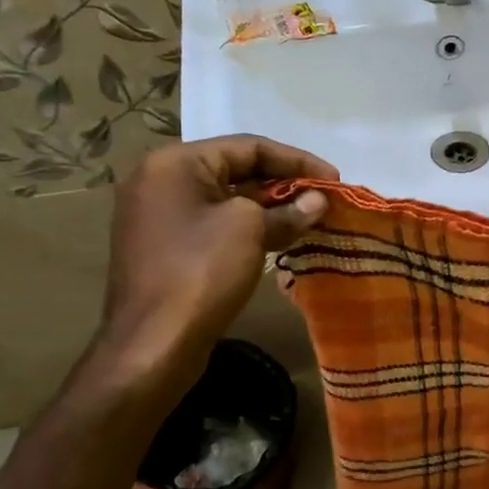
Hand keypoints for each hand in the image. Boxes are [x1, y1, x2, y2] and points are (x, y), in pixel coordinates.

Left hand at [93, 136, 336, 391]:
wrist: (154, 342)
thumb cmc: (201, 271)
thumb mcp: (250, 229)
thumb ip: (288, 210)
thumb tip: (318, 201)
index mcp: (175, 163)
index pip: (248, 146)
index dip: (297, 160)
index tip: (334, 178)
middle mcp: (161, 180)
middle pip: (236, 170)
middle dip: (285, 184)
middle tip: (324, 200)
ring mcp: (160, 216)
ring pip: (227, 199)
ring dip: (271, 207)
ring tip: (311, 219)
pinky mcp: (166, 247)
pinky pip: (215, 223)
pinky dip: (249, 227)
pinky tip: (281, 238)